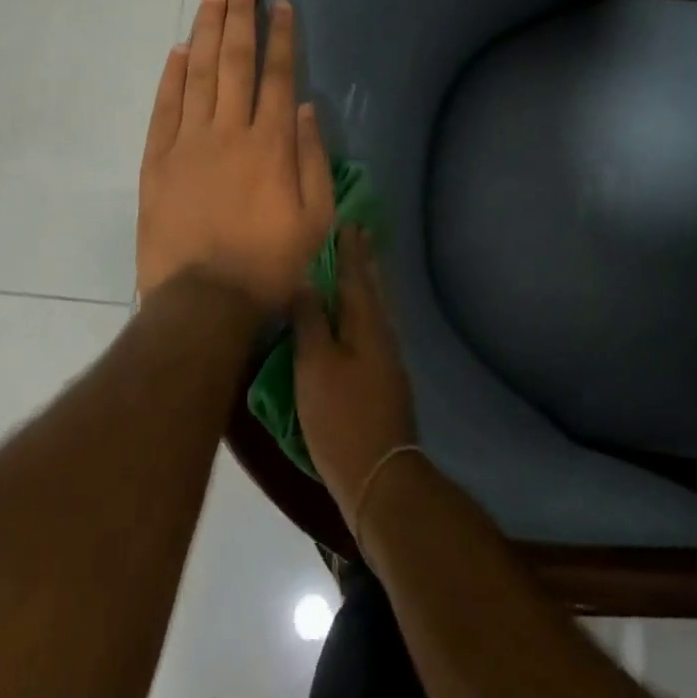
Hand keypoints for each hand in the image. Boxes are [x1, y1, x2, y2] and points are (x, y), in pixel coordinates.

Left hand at [138, 0, 334, 315]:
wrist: (203, 302)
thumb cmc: (270, 264)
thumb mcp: (315, 219)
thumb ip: (313, 159)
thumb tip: (309, 109)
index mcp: (271, 144)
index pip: (279, 77)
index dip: (281, 38)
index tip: (281, 5)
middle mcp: (230, 131)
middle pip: (235, 62)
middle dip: (240, 18)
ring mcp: (188, 143)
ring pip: (197, 75)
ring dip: (206, 33)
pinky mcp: (157, 161)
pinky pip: (164, 108)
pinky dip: (170, 77)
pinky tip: (177, 51)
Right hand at [294, 227, 417, 518]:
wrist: (380, 476)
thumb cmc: (342, 416)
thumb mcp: (315, 366)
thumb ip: (311, 321)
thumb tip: (308, 281)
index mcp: (366, 324)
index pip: (356, 276)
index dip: (350, 250)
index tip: (349, 222)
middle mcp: (382, 334)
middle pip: (373, 289)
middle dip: (365, 261)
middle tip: (360, 233)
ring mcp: (388, 359)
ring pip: (376, 309)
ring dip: (367, 284)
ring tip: (359, 266)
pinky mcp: (385, 380)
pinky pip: (374, 328)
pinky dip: (365, 310)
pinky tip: (357, 317)